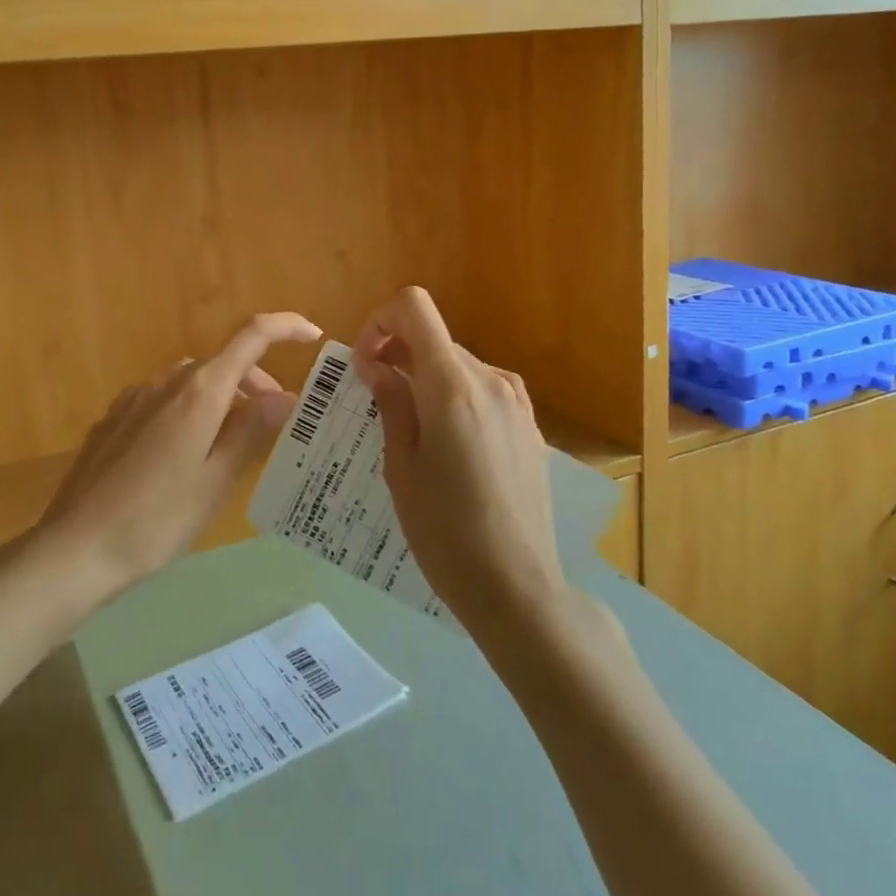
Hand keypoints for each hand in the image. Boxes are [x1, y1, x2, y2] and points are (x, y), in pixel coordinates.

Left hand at [34, 312, 321, 604]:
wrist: (76, 547)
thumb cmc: (156, 519)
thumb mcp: (216, 480)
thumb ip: (252, 431)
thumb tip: (287, 397)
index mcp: (200, 391)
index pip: (251, 336)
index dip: (285, 327)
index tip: (313, 337)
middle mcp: (168, 381)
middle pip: (223, 364)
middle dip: (256, 383)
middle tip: (275, 424)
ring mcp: (136, 397)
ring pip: (193, 382)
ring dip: (222, 399)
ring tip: (232, 444)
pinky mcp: (115, 418)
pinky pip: (165, 400)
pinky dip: (190, 410)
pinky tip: (184, 454)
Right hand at [353, 288, 563, 631]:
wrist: (518, 588)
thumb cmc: (445, 532)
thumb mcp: (401, 467)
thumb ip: (391, 403)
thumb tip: (376, 365)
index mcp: (451, 385)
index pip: (414, 308)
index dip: (380, 322)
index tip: (365, 363)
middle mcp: (489, 380)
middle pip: (434, 337)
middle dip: (398, 354)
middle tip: (374, 398)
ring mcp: (516, 402)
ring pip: (458, 363)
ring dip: (425, 377)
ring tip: (410, 427)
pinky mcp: (529, 426)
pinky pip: (483, 390)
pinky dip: (454, 396)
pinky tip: (448, 445)